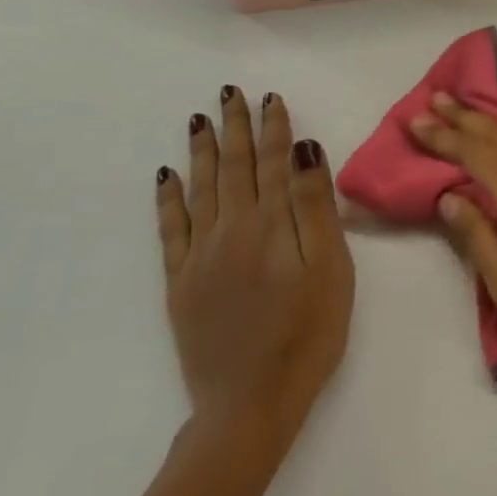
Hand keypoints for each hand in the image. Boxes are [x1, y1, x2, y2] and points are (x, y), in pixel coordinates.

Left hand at [155, 87, 354, 470]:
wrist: (251, 401)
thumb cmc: (309, 332)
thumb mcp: (330, 266)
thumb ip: (314, 206)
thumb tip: (303, 150)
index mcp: (270, 224)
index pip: (272, 163)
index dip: (273, 129)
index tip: (271, 98)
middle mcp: (230, 230)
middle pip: (233, 168)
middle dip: (235, 128)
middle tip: (230, 94)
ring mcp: (200, 256)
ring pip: (201, 190)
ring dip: (202, 152)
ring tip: (201, 121)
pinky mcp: (181, 283)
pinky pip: (171, 229)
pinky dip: (169, 199)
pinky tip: (167, 178)